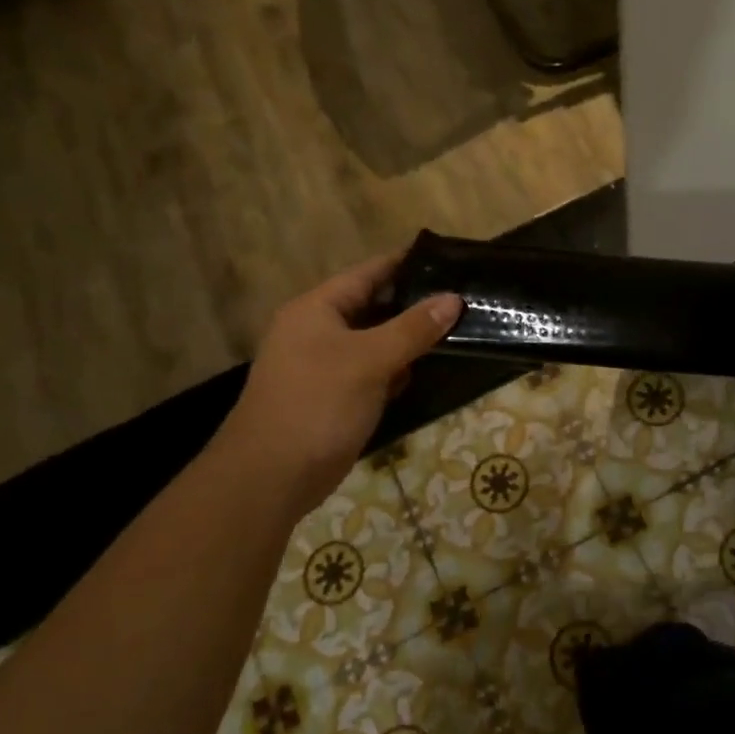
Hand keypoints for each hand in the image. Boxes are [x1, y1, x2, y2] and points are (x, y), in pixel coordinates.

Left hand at [213, 251, 461, 517]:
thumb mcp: (370, 360)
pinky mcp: (334, 397)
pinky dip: (396, 369)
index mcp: (316, 309)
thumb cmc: (318, 404)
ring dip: (408, 338)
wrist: (272, 477)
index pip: (368, 273)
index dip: (406, 262)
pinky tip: (426, 368)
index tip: (447, 256)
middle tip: (463, 295)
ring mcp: (324, 366)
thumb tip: (453, 299)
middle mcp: (317, 331)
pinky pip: (372, 371)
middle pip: (373, 306)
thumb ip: (413, 328)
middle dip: (414, 303)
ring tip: (457, 326)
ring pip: (375, 341)